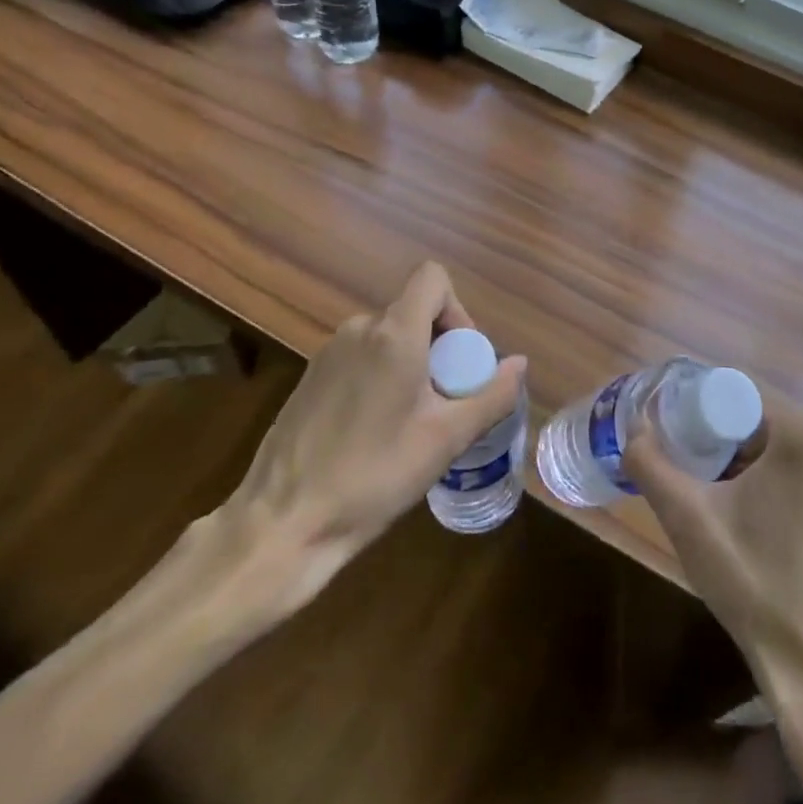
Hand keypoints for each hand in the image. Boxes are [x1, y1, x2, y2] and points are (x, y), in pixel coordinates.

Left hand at [203, 263, 524, 627]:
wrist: (283, 524)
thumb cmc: (374, 476)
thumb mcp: (446, 439)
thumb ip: (491, 396)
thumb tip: (519, 364)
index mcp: (393, 334)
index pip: (433, 279)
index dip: (458, 310)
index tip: (460, 362)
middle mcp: (358, 329)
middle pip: (414, 313)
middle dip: (440, 349)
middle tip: (444, 404)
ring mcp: (328, 352)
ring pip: (388, 338)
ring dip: (411, 366)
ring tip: (412, 424)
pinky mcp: (310, 378)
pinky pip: (361, 358)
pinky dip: (381, 378)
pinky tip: (375, 432)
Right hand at [623, 388, 802, 706]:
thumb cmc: (757, 588)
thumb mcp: (689, 521)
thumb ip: (651, 465)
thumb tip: (632, 429)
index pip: (740, 396)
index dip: (703, 415)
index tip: (681, 445)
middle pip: (766, 422)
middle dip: (728, 442)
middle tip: (698, 476)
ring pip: (791, 449)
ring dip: (755, 464)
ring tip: (726, 505)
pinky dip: (786, 485)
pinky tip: (766, 528)